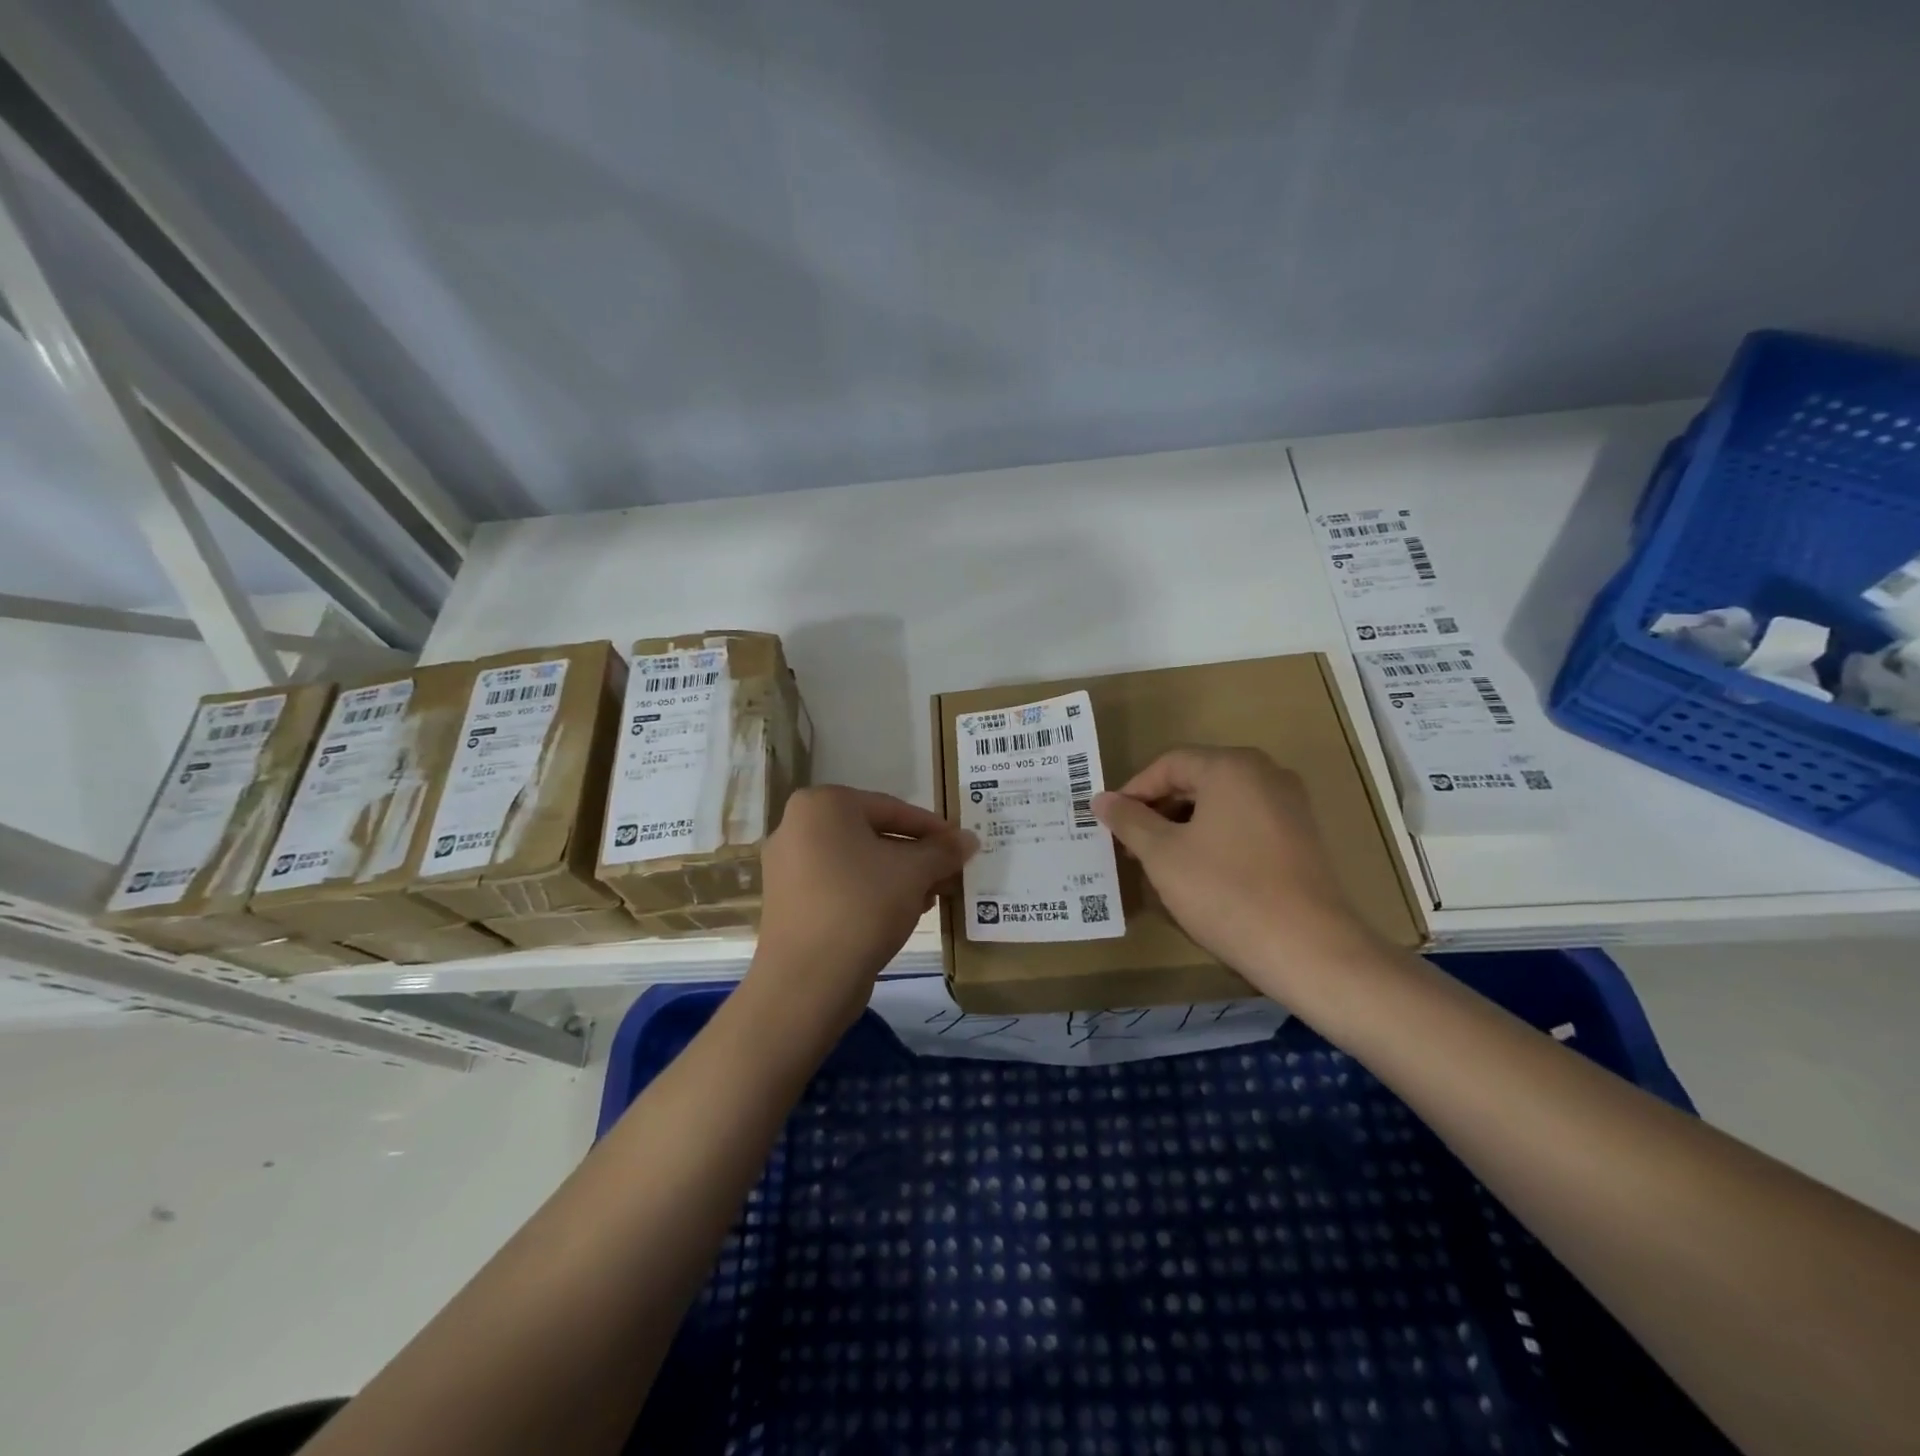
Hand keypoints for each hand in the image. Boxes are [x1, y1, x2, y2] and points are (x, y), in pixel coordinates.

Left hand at [742, 786, 976, 1045]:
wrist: (807, 980)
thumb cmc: (863, 906)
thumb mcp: (914, 872)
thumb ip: (943, 850)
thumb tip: (969, 839)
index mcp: (823, 805)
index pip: (892, 808)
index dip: (933, 829)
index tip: (961, 846)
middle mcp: (797, 826)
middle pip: (873, 834)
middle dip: (916, 856)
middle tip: (949, 874)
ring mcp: (787, 866)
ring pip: (857, 862)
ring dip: (898, 876)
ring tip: (931, 897)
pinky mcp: (788, 901)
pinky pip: (839, 885)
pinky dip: (871, 893)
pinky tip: (901, 913)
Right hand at [1092, 747, 1381, 1003]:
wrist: (1308, 948)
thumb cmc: (1225, 892)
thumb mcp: (1163, 855)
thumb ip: (1129, 821)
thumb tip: (1101, 799)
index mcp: (1231, 767)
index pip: (1169, 763)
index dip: (1134, 791)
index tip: (1111, 823)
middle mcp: (1266, 773)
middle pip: (1197, 778)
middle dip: (1159, 809)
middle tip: (1131, 843)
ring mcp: (1290, 805)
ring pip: (1221, 803)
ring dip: (1185, 825)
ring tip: (1160, 861)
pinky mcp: (1302, 836)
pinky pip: (1245, 823)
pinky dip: (1215, 837)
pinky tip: (1200, 872)